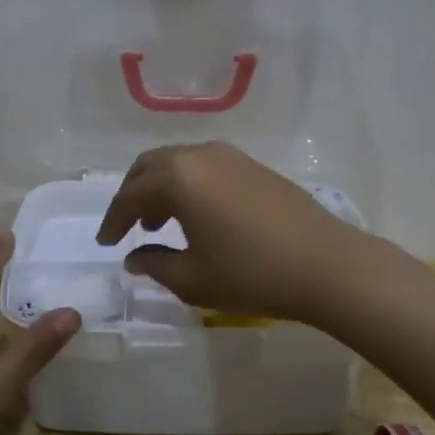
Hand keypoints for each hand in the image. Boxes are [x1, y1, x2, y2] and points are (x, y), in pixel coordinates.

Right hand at [94, 142, 369, 321]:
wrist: (328, 266)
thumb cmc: (252, 274)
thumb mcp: (193, 279)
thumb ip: (155, 264)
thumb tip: (135, 258)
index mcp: (179, 178)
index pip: (130, 194)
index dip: (113, 220)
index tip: (106, 243)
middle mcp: (201, 155)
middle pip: (151, 166)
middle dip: (133, 195)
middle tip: (127, 227)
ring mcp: (232, 157)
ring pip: (180, 163)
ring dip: (162, 189)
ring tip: (159, 223)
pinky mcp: (255, 167)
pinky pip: (205, 167)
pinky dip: (189, 186)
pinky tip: (198, 216)